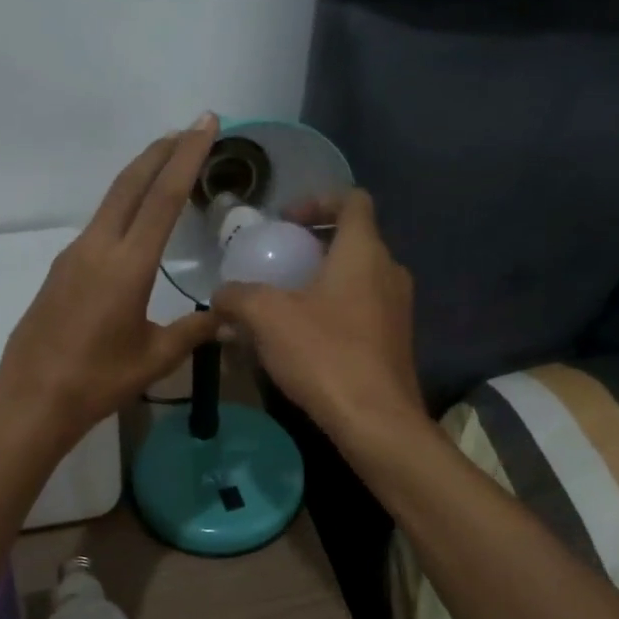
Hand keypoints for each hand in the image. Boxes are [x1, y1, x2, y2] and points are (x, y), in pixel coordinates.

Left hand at [0, 116, 221, 445]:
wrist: (32, 396)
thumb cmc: (98, 379)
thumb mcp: (155, 358)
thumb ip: (194, 332)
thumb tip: (229, 320)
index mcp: (127, 265)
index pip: (163, 197)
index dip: (187, 157)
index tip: (205, 123)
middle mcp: (98, 247)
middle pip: (131, 183)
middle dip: (162, 151)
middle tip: (189, 128)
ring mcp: (74, 255)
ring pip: (112, 200)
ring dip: (141, 175)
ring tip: (168, 163)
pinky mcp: (61, 268)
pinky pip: (99, 222)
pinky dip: (124, 204)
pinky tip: (136, 217)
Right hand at [212, 189, 421, 439]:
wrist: (376, 420)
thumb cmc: (324, 354)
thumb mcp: (267, 318)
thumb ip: (238, 297)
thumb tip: (221, 296)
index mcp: (364, 251)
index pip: (353, 200)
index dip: (318, 199)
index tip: (286, 221)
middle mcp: (389, 271)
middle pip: (354, 239)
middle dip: (314, 244)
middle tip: (279, 261)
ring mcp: (398, 309)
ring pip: (358, 277)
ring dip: (323, 280)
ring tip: (286, 302)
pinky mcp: (395, 341)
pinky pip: (363, 308)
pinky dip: (335, 309)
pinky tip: (304, 338)